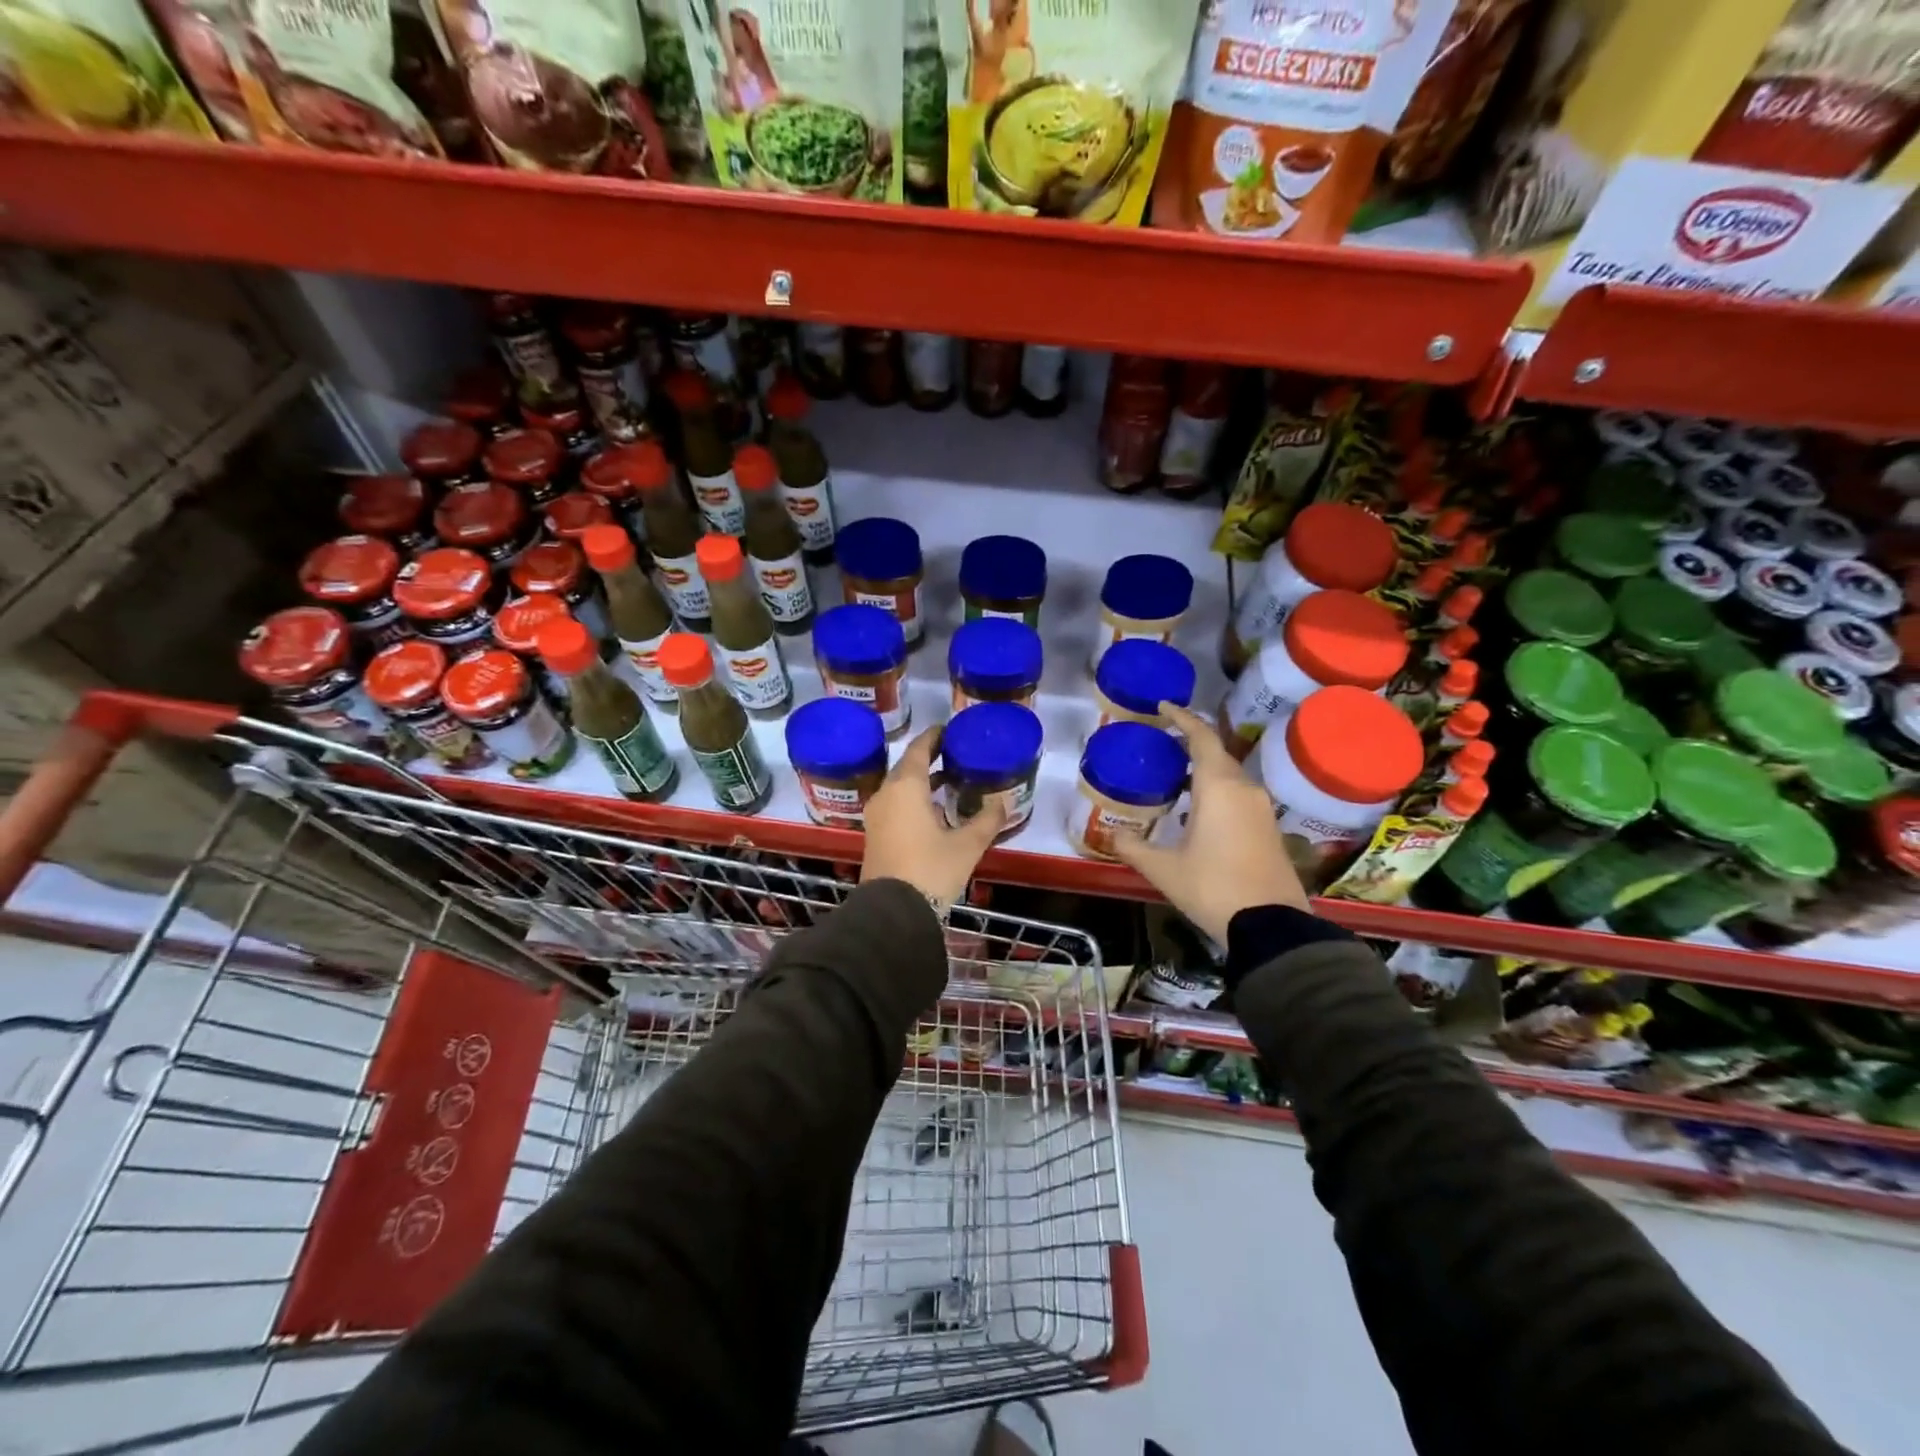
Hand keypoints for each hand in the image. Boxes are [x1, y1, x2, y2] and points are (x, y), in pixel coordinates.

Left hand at [861, 726, 1005, 906]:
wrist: (893, 911)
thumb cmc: (931, 869)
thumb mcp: (967, 845)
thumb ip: (986, 820)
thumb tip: (1003, 802)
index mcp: (905, 787)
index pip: (918, 750)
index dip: (934, 737)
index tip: (950, 730)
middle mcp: (886, 795)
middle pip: (907, 767)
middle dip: (928, 759)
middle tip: (954, 754)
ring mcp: (877, 816)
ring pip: (900, 788)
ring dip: (921, 782)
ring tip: (948, 781)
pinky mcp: (876, 836)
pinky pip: (895, 805)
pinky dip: (913, 800)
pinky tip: (934, 811)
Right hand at [1111, 702, 1307, 941]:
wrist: (1270, 925)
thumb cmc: (1212, 887)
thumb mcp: (1164, 869)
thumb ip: (1134, 848)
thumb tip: (1112, 837)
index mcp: (1218, 787)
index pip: (1201, 737)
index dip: (1183, 718)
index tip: (1164, 706)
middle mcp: (1244, 789)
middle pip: (1216, 754)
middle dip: (1190, 744)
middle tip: (1163, 744)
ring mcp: (1261, 809)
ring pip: (1229, 776)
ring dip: (1204, 771)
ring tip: (1175, 777)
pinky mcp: (1269, 828)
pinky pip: (1238, 796)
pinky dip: (1216, 791)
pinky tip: (1198, 811)